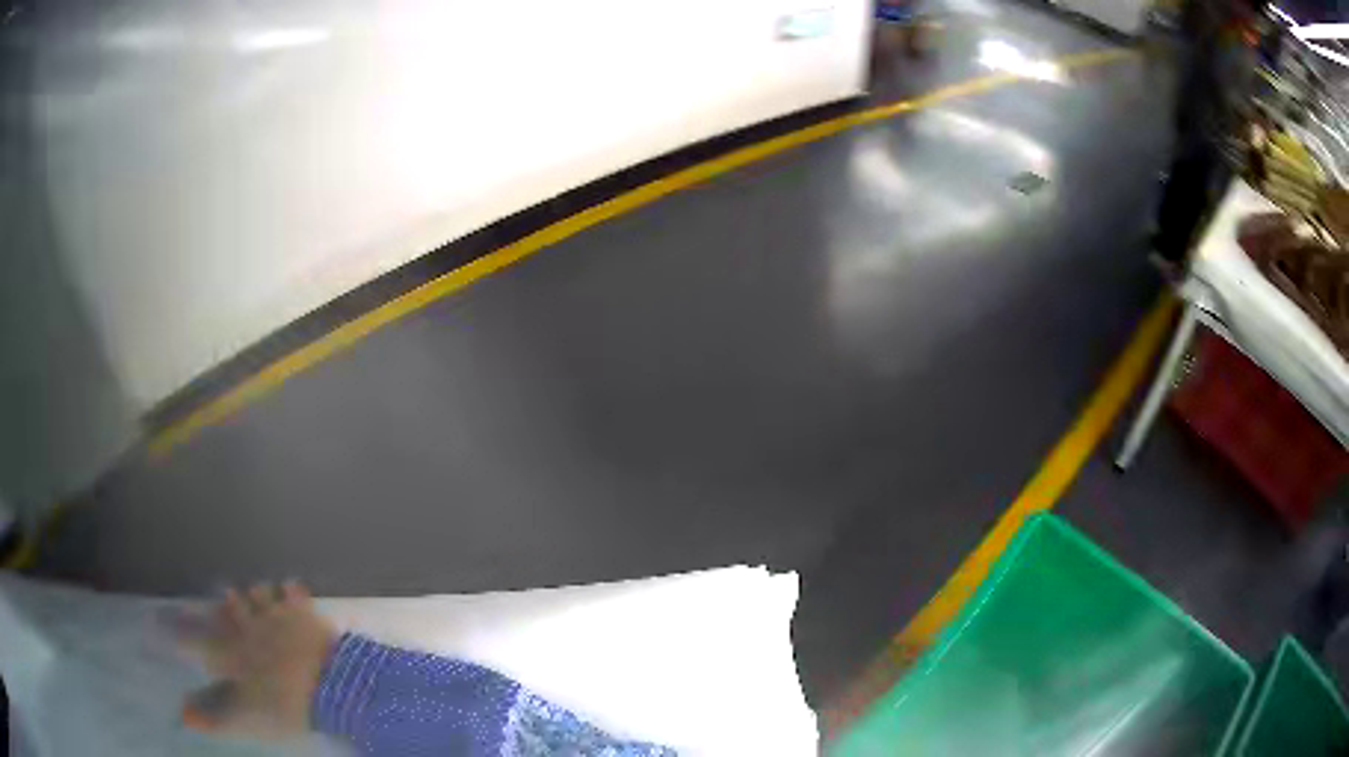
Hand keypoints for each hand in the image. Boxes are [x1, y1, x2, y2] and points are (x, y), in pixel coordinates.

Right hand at [171, 581, 336, 739]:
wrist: (330, 686)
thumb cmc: (284, 706)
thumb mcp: (246, 719)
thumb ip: (214, 719)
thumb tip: (183, 715)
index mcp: (231, 653)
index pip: (196, 639)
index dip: (177, 631)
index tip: (158, 620)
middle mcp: (247, 626)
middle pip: (228, 608)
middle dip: (222, 606)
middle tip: (222, 603)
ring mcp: (276, 614)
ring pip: (257, 593)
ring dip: (254, 595)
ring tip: (253, 593)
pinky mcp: (303, 611)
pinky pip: (293, 591)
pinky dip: (290, 590)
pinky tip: (289, 587)